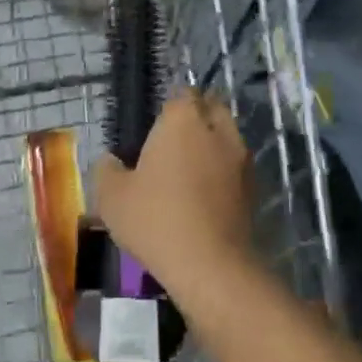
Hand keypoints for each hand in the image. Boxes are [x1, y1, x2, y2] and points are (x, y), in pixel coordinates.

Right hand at [93, 90, 255, 297]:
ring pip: (227, 138)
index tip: (154, 127)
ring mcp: (241, 160)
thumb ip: (107, 170)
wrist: (210, 267)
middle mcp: (218, 131)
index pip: (182, 94)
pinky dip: (223, 174)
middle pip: (212, 109)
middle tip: (171, 143)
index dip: (169, 107)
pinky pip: (235, 168)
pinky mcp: (254, 189)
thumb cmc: (156, 220)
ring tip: (187, 172)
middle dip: (196, 118)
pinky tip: (203, 197)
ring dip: (212, 146)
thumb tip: (111, 161)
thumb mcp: (112, 196)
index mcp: (183, 121)